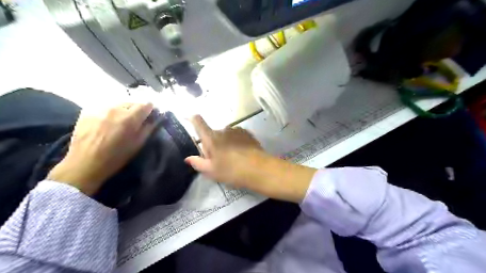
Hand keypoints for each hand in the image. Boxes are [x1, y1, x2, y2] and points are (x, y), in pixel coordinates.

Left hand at [47, 102, 155, 195]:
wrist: (84, 164)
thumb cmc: (116, 157)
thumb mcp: (138, 145)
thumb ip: (148, 129)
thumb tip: (155, 119)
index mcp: (130, 118)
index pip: (146, 104)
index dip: (151, 110)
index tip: (151, 116)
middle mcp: (116, 109)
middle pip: (132, 102)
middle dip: (137, 109)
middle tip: (136, 120)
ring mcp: (100, 108)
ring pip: (118, 103)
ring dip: (124, 110)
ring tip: (121, 121)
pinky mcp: (88, 111)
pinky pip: (105, 106)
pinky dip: (111, 111)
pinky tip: (108, 121)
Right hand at [185, 115, 317, 201]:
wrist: (259, 169)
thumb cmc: (232, 171)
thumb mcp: (212, 171)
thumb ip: (198, 163)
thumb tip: (188, 158)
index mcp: (211, 138)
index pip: (198, 122)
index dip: (193, 119)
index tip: (190, 118)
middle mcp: (223, 130)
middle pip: (213, 134)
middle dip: (213, 144)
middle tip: (218, 159)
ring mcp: (237, 130)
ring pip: (226, 135)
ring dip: (226, 143)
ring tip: (232, 158)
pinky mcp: (248, 133)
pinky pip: (237, 136)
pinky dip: (236, 142)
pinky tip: (242, 153)